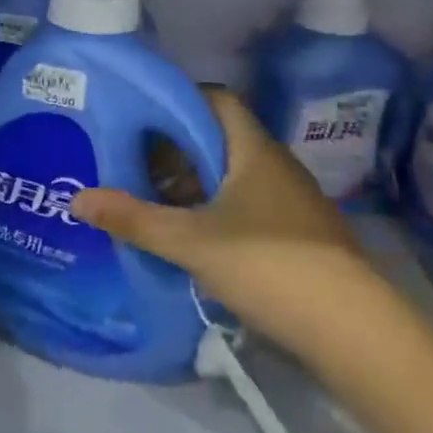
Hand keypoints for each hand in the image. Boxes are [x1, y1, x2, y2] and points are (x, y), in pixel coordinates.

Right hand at [72, 89, 399, 366]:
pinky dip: (214, 210)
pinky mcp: (298, 235)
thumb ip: (133, 219)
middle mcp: (275, 166)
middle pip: (218, 139)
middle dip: (174, 149)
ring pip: (231, 176)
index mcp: (253, 151)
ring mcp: (291, 202)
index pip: (216, 100)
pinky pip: (246, 205)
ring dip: (192, 184)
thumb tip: (76, 199)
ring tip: (151, 200)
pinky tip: (190, 236)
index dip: (177, 99)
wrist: (357, 333)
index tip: (138, 114)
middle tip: (130, 162)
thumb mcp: (191, 242)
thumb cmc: (270, 266)